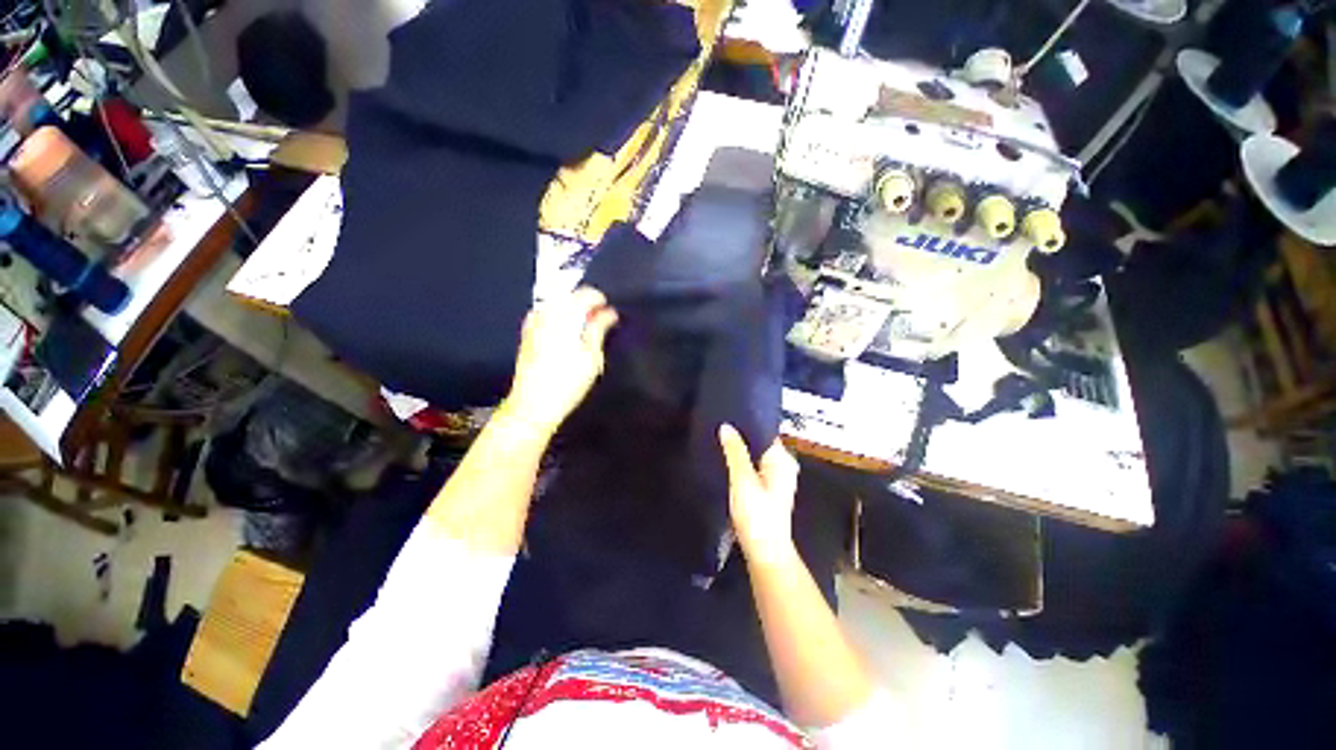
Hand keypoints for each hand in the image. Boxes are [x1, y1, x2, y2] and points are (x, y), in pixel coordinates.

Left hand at [502, 287, 618, 435]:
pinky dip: (560, 318)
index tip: (610, 313)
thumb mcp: (591, 356)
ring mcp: (534, 323)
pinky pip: (547, 315)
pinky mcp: (527, 334)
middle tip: (600, 322)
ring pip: (557, 305)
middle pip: (569, 296)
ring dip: (573, 311)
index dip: (600, 299)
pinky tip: (567, 334)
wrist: (532, 404)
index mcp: (564, 317)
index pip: (584, 294)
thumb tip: (609, 313)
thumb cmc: (568, 382)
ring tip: (586, 329)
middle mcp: (546, 314)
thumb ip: (599, 329)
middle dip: (586, 305)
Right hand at [719, 424, 799, 564]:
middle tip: (719, 424)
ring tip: (719, 438)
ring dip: (740, 450)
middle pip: (759, 443)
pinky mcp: (766, 489)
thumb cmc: (757, 516)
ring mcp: (775, 478)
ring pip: (755, 456)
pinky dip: (741, 463)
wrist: (765, 554)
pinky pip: (753, 467)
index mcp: (782, 460)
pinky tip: (726, 460)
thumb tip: (727, 426)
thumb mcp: (743, 480)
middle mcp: (782, 465)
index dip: (747, 422)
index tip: (728, 413)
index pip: (765, 431)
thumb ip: (735, 452)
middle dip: (741, 435)